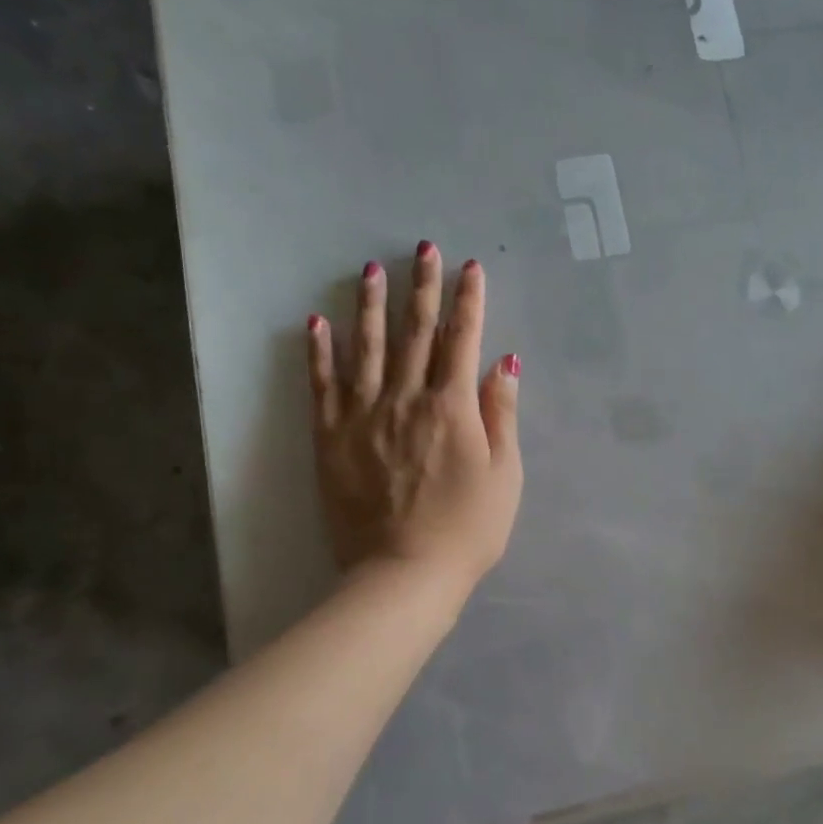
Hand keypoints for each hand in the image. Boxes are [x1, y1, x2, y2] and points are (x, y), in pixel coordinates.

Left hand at [306, 245, 522, 587]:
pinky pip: (323, 385)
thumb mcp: (504, 475)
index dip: (469, 301)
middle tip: (424, 248)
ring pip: (367, 348)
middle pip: (416, 333)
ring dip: (371, 305)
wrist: (403, 574)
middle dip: (423, 288)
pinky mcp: (331, 438)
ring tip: (371, 269)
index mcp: (452, 407)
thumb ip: (502, 415)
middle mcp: (406, 399)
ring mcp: (364, 416)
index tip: (469, 268)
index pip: (462, 340)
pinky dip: (320, 352)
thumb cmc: (467, 529)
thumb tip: (505, 364)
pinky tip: (317, 322)